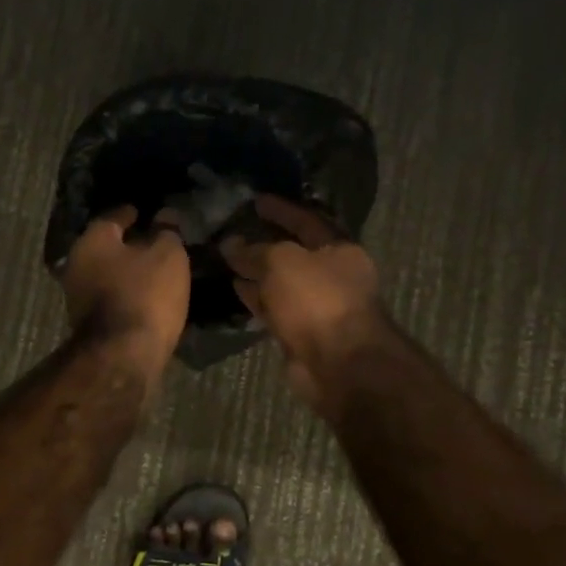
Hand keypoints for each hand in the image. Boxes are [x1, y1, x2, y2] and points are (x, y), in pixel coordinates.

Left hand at [62, 206, 190, 376]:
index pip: (114, 216)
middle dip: (128, 244)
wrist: (124, 355)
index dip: (133, 213)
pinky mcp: (88, 323)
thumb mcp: (168, 255)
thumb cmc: (145, 293)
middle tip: (153, 241)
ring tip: (153, 270)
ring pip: (106, 273)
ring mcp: (77, 296)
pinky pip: (110, 296)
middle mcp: (76, 263)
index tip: (147, 213)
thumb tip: (164, 216)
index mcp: (92, 240)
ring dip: (126, 271)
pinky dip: (126, 292)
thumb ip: (166, 231)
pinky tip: (145, 295)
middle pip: (106, 246)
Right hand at [221, 195, 384, 408]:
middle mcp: (332, 274)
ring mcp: (318, 306)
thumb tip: (230, 244)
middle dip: (265, 242)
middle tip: (234, 230)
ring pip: (282, 282)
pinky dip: (257, 297)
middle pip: (294, 252)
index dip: (280, 209)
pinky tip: (235, 287)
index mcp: (339, 248)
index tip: (254, 200)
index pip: (306, 219)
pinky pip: (276, 307)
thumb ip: (254, 250)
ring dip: (257, 271)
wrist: (339, 364)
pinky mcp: (302, 332)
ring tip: (226, 258)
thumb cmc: (317, 299)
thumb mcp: (282, 261)